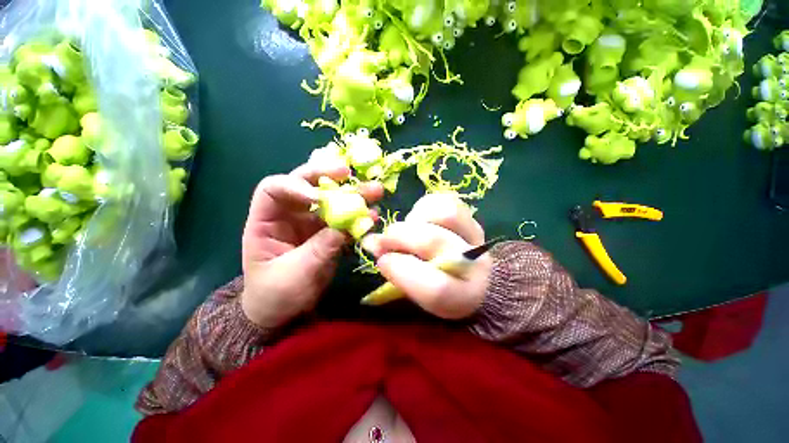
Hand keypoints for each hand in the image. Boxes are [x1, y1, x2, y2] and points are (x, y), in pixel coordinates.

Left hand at [241, 160, 382, 327]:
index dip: (296, 186)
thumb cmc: (275, 294)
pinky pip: (345, 220)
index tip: (319, 196)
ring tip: (375, 191)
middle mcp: (290, 214)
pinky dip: (359, 217)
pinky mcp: (330, 233)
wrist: (285, 312)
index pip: (273, 189)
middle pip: (306, 184)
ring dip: (353, 194)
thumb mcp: (293, 274)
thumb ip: (318, 249)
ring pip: (332, 200)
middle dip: (327, 176)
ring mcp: (312, 223)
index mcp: (267, 221)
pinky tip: (374, 216)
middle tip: (348, 173)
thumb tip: (343, 228)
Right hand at [362, 193, 490, 318]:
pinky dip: (424, 207)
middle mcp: (475, 264)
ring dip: (415, 219)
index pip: (438, 289)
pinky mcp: (470, 215)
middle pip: (434, 242)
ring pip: (444, 213)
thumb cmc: (434, 285)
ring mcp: (475, 235)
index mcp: (464, 297)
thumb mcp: (415, 290)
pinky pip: (445, 200)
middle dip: (400, 237)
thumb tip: (371, 242)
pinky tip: (418, 219)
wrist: (466, 272)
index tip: (382, 261)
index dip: (402, 271)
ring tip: (407, 228)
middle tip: (383, 240)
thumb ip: (394, 271)